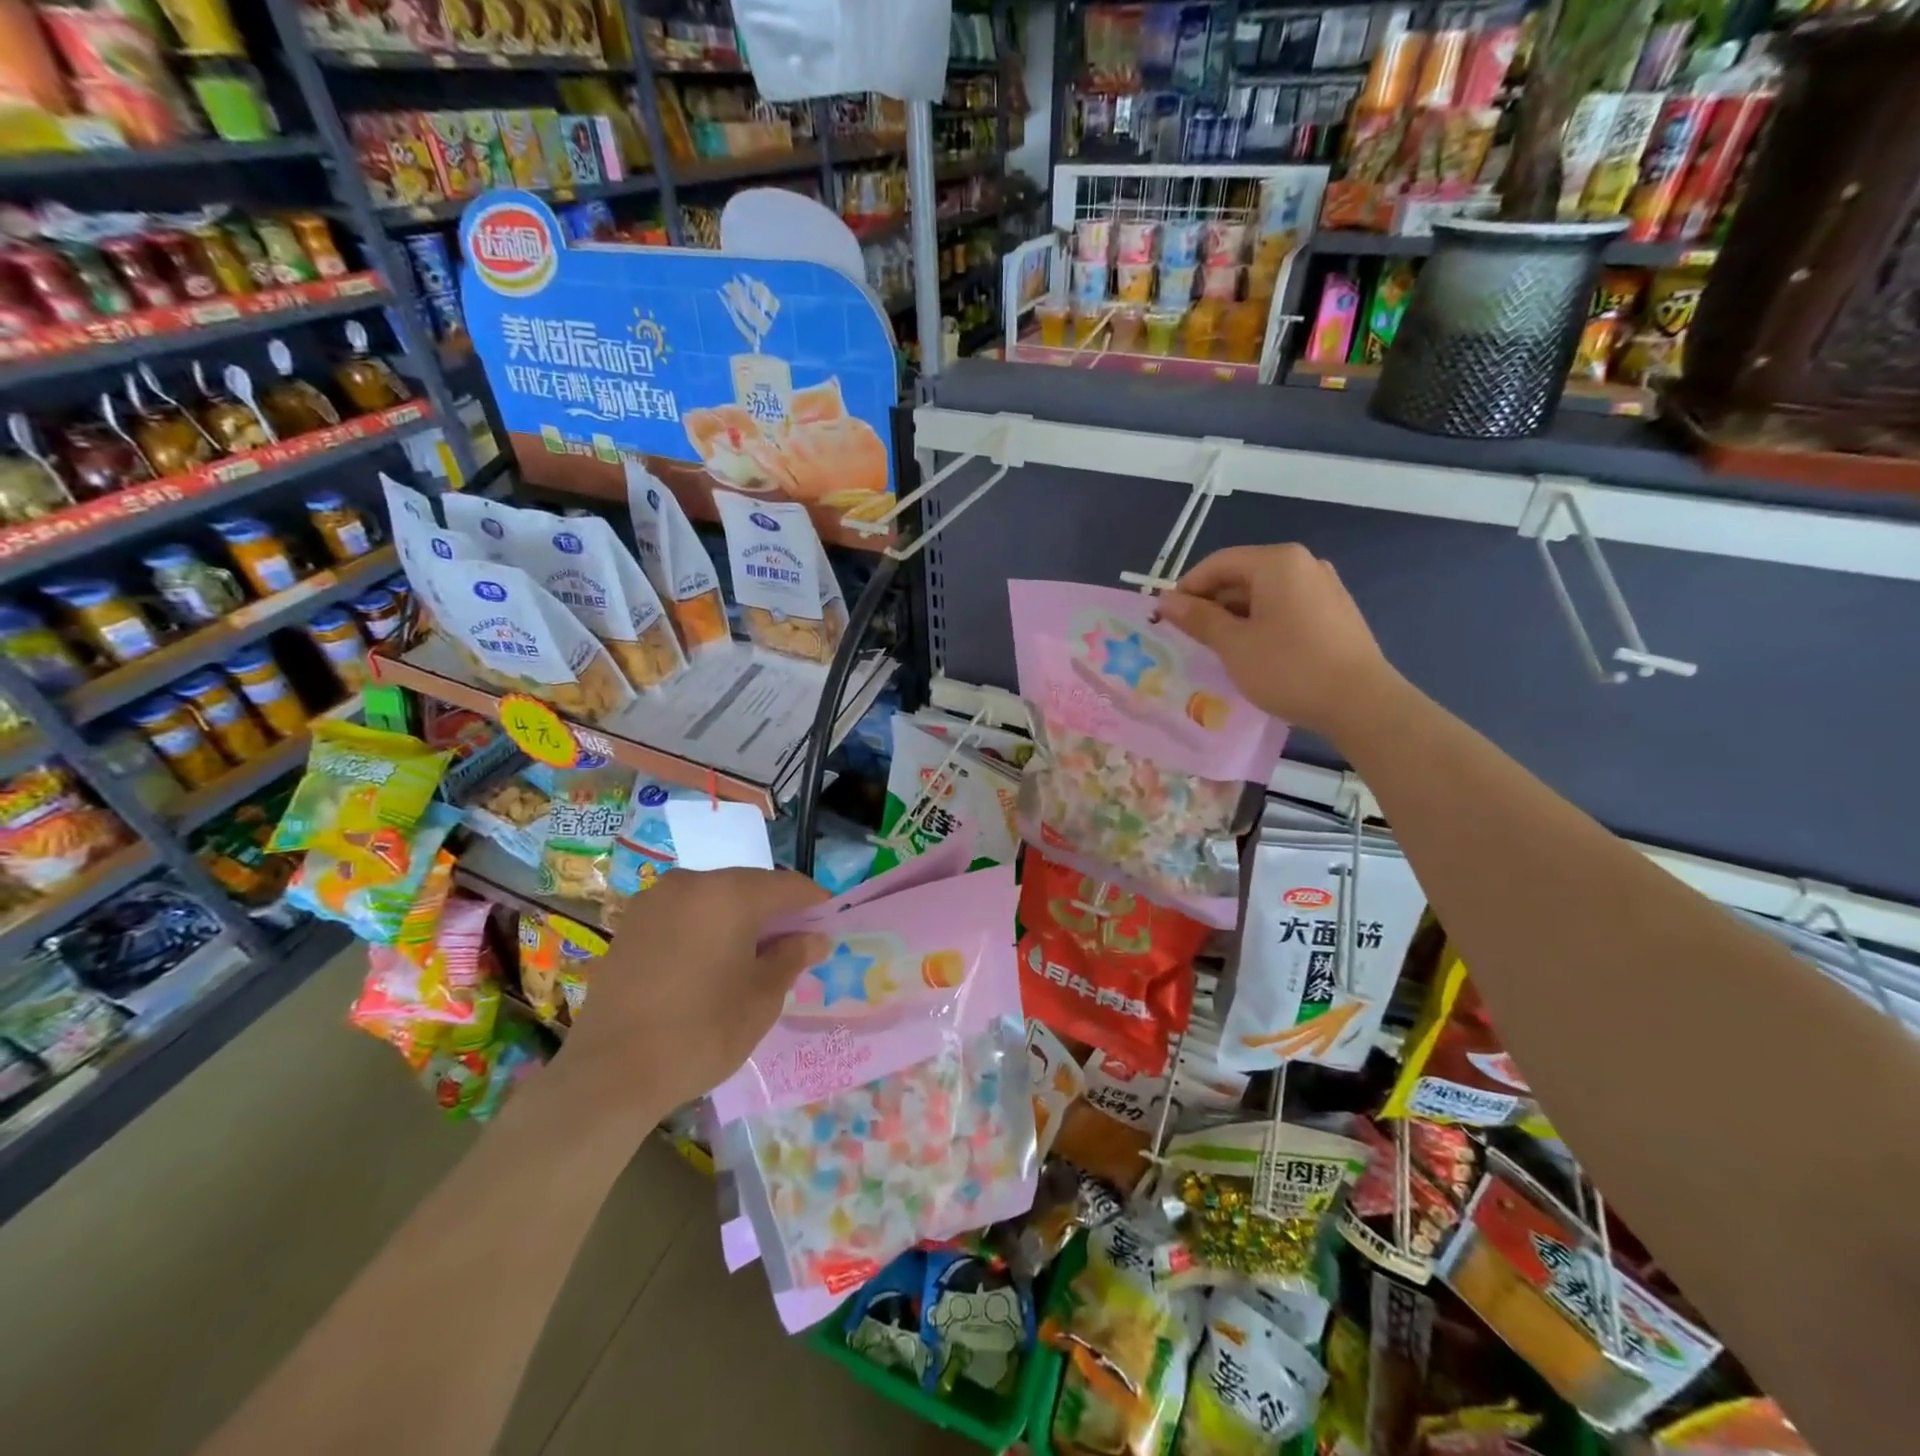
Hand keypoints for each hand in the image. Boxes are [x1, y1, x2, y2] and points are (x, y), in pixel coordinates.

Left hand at [561, 868, 830, 1112]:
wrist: (609, 1074)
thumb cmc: (701, 1032)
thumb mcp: (761, 998)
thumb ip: (791, 957)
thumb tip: (814, 938)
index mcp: (729, 893)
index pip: (788, 886)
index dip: (814, 904)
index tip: (829, 926)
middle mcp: (691, 883)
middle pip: (749, 886)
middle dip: (775, 911)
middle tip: (793, 946)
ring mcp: (655, 901)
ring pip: (714, 897)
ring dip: (739, 918)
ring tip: (751, 957)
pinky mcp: (630, 924)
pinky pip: (684, 913)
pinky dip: (706, 927)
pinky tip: (710, 962)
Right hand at [1152, 543, 1399, 738]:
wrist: (1361, 703)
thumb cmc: (1289, 668)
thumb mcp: (1233, 644)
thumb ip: (1198, 618)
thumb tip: (1165, 601)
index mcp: (1277, 562)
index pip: (1218, 563)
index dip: (1187, 589)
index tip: (1167, 619)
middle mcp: (1304, 564)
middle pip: (1242, 575)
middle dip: (1211, 604)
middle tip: (1189, 638)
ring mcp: (1324, 587)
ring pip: (1263, 594)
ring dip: (1235, 617)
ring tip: (1218, 649)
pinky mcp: (1335, 611)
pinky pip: (1285, 607)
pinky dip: (1261, 623)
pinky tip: (1254, 653)